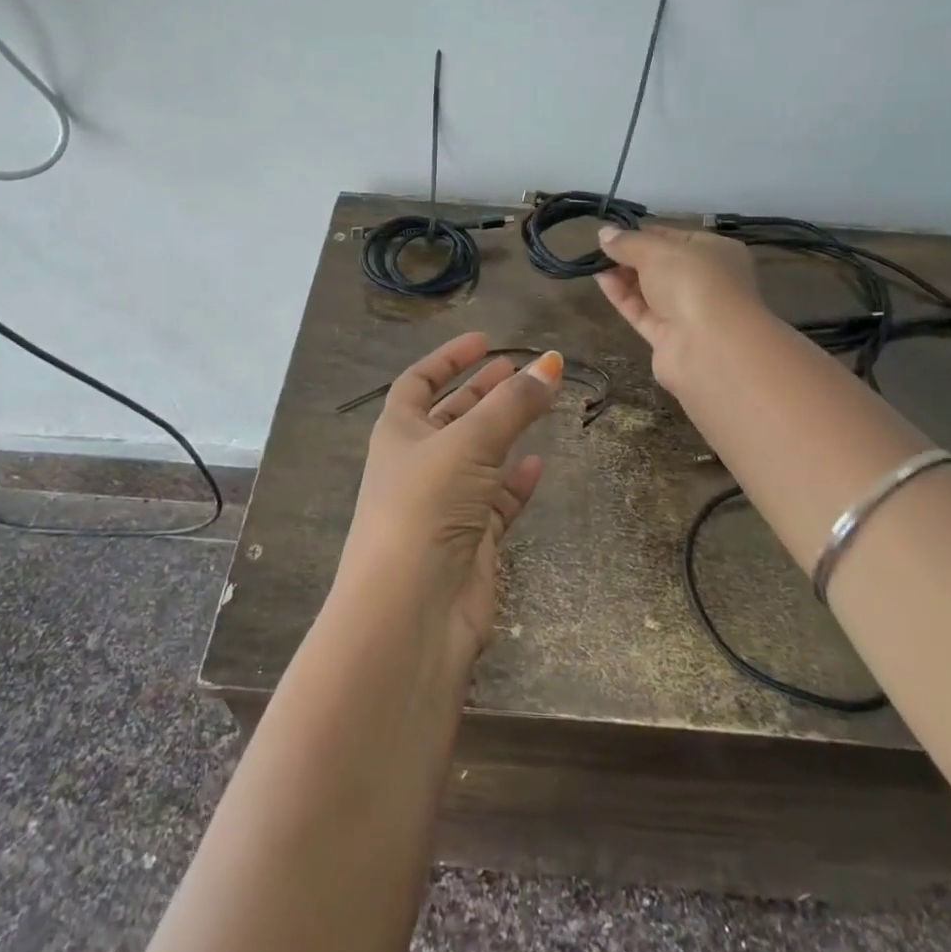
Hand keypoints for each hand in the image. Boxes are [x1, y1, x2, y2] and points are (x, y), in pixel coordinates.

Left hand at [335, 332, 563, 659]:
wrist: (413, 611)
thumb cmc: (425, 506)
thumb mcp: (468, 443)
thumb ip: (513, 404)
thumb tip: (551, 362)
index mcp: (398, 433)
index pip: (419, 382)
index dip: (448, 358)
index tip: (484, 341)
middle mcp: (418, 464)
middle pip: (452, 415)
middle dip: (482, 390)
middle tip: (518, 369)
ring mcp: (445, 503)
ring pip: (480, 456)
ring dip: (505, 430)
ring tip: (538, 403)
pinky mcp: (472, 540)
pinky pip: (498, 500)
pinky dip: (517, 481)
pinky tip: (539, 463)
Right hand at [595, 224, 765, 391]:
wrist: (711, 347)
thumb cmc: (693, 281)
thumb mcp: (657, 250)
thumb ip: (628, 242)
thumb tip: (604, 232)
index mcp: (716, 252)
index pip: (676, 237)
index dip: (644, 233)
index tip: (614, 232)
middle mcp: (705, 281)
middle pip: (662, 265)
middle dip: (631, 256)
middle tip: (600, 249)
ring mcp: (688, 312)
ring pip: (651, 290)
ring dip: (624, 276)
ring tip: (595, 264)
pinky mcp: (669, 338)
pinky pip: (643, 312)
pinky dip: (623, 297)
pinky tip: (602, 281)